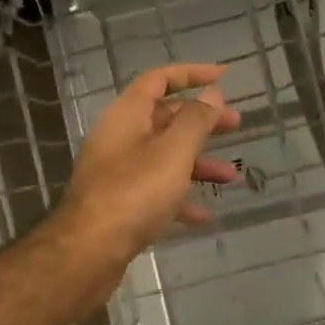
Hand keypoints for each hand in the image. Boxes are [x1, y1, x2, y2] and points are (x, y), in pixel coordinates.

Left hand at [55, 63, 241, 264]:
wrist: (89, 250)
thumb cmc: (134, 192)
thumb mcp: (173, 152)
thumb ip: (196, 120)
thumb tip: (211, 94)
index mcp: (127, 115)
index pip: (159, 79)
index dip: (192, 74)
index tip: (223, 77)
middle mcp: (119, 137)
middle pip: (164, 118)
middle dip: (201, 121)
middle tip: (235, 125)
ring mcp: (117, 171)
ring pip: (163, 157)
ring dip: (197, 163)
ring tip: (229, 177)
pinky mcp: (119, 203)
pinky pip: (155, 191)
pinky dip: (179, 197)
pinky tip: (202, 215)